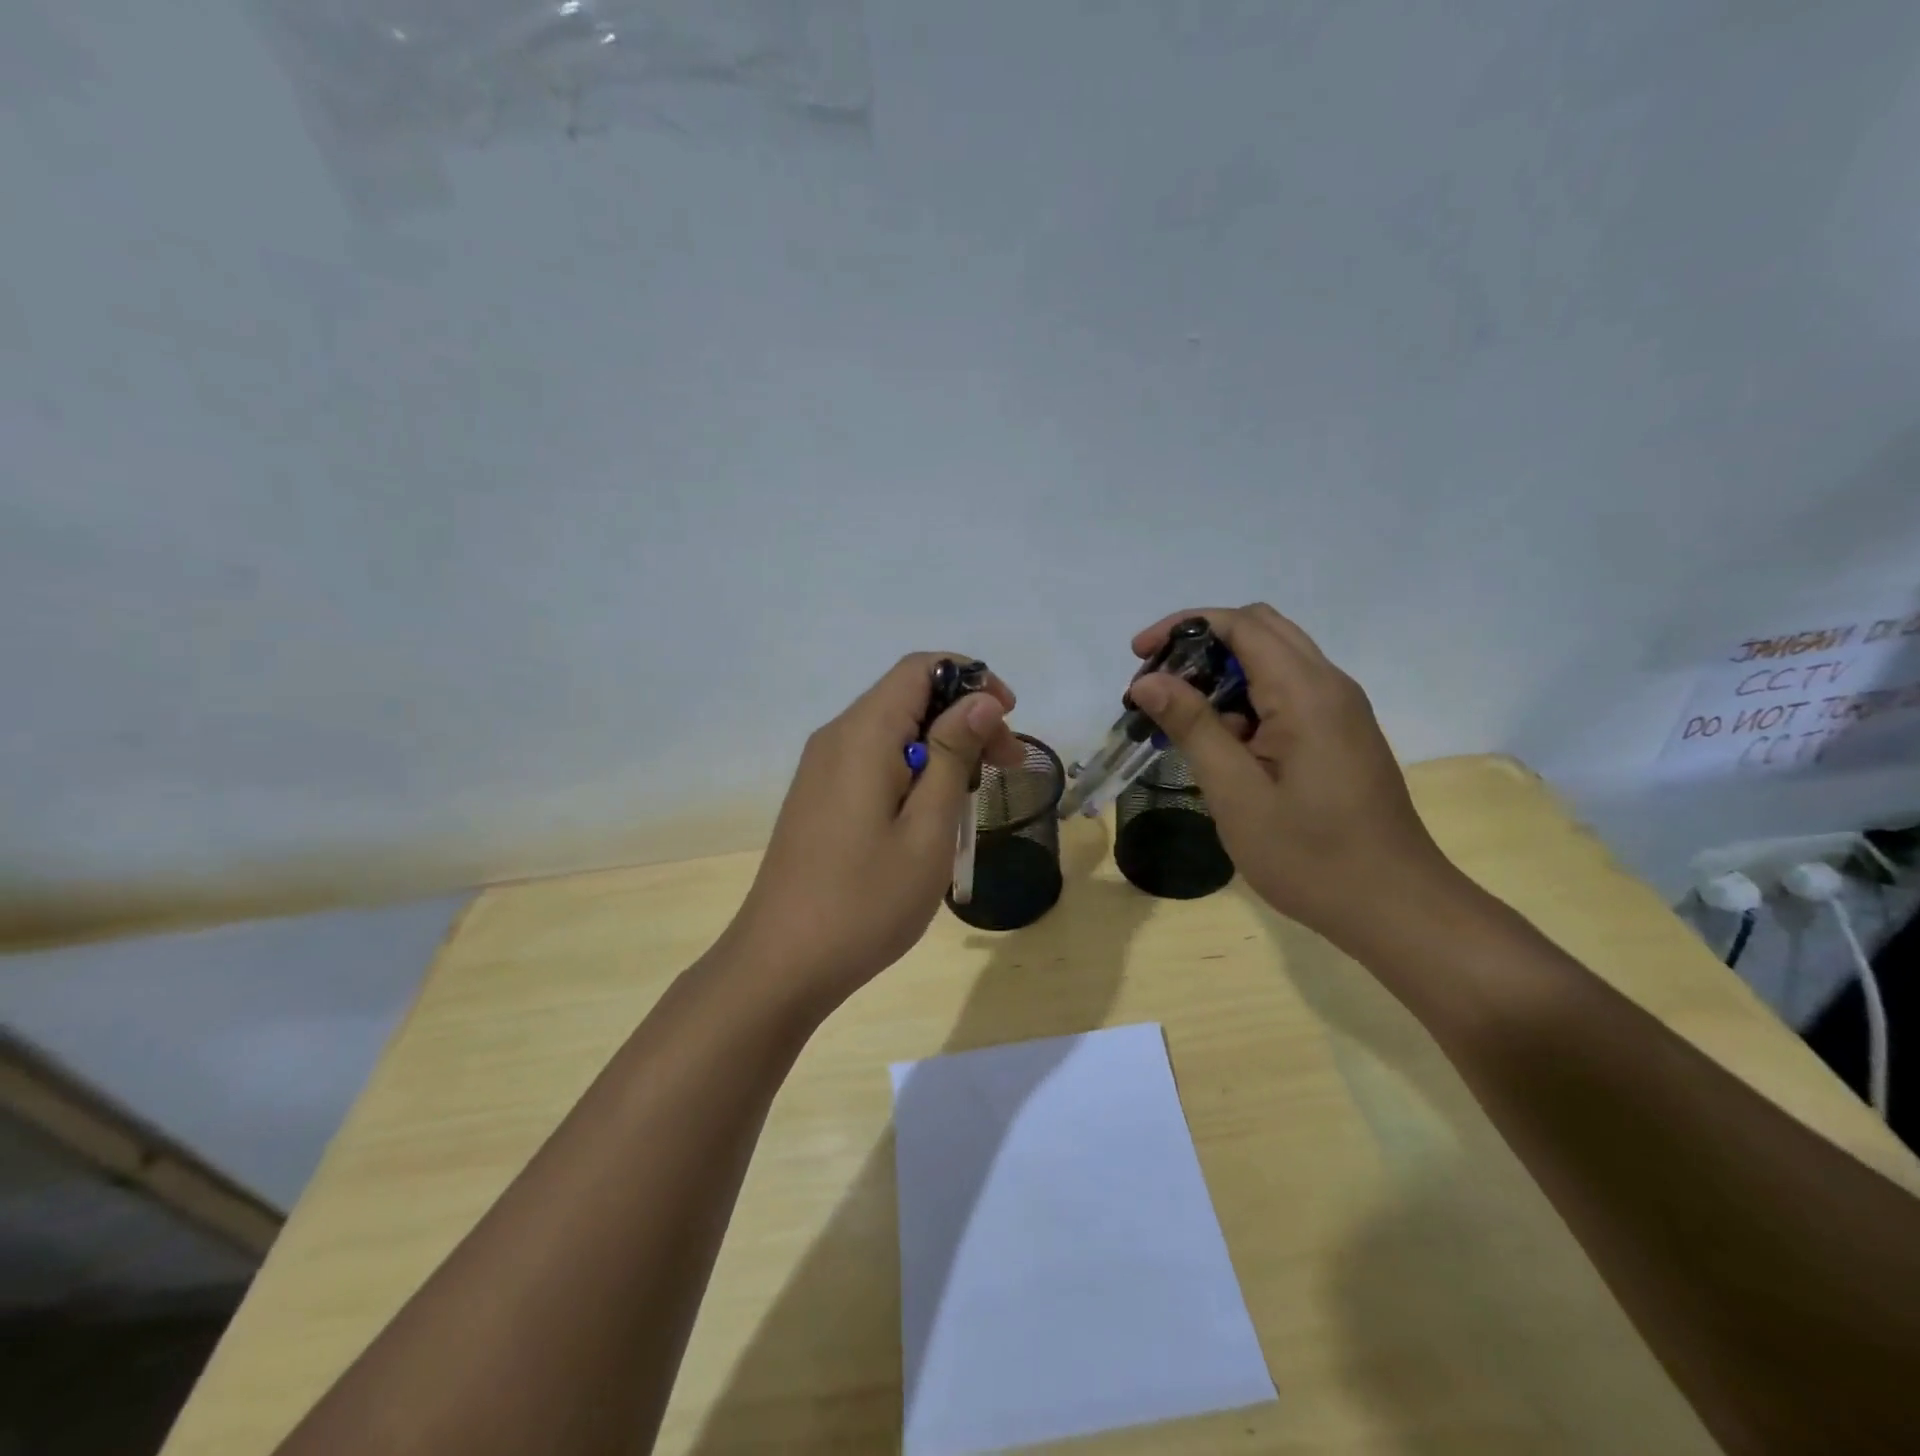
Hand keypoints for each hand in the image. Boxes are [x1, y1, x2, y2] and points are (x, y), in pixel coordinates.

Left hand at [725, 653, 1020, 1006]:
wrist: (782, 963)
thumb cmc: (866, 900)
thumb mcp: (927, 829)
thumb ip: (952, 755)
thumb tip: (980, 699)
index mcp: (863, 734)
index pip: (920, 668)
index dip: (972, 680)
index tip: (1008, 720)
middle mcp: (836, 737)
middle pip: (908, 697)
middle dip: (964, 718)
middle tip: (1005, 767)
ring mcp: (822, 768)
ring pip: (893, 730)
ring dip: (941, 748)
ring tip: (971, 797)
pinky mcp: (819, 796)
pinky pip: (873, 759)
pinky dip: (912, 769)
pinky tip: (930, 814)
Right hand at [1126, 604, 1456, 941]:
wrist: (1395, 907)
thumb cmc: (1311, 856)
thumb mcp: (1236, 794)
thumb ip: (1194, 728)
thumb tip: (1150, 682)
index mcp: (1306, 693)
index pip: (1241, 624)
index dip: (1183, 626)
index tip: (1138, 656)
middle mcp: (1330, 686)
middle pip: (1260, 630)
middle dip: (1200, 644)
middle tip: (1156, 684)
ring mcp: (1341, 710)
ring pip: (1273, 661)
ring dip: (1221, 674)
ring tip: (1178, 717)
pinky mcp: (1341, 734)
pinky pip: (1288, 693)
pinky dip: (1245, 699)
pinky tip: (1222, 743)